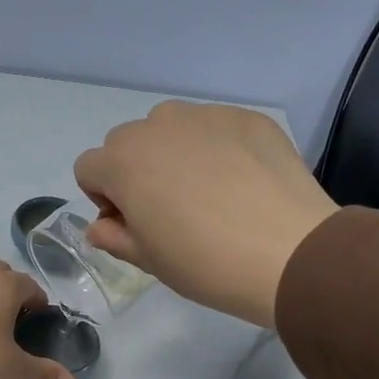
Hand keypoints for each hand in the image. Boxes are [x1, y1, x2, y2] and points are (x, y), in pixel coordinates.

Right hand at [73, 101, 337, 328]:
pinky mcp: (247, 117)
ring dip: (173, 152)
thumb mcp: (148, 260)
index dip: (103, 198)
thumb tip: (101, 226)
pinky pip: (215, 127)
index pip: (88, 168)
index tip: (131, 224)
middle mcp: (158, 126)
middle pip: (126, 142)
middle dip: (135, 170)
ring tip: (206, 191)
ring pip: (170, 127)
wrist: (289, 253)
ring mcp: (206, 115)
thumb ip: (114, 237)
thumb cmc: (204, 263)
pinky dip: (216, 147)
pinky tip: (241, 182)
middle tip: (167, 209)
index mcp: (123, 161)